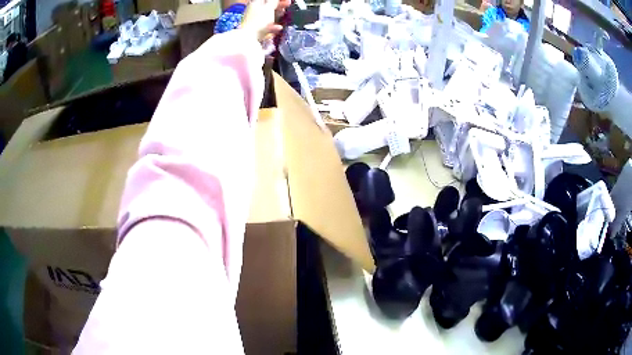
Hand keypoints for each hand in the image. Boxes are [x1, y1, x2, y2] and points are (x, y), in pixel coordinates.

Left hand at [241, 0, 290, 41]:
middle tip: (287, 4)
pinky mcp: (256, 29)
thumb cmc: (258, 21)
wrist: (248, 38)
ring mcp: (254, 20)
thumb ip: (274, 1)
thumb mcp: (269, 8)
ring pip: (267, 14)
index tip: (285, 0)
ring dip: (276, 13)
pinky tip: (279, 27)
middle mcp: (253, 10)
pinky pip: (266, 24)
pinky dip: (273, 25)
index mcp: (256, 3)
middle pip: (268, 5)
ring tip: (283, 13)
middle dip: (278, 4)